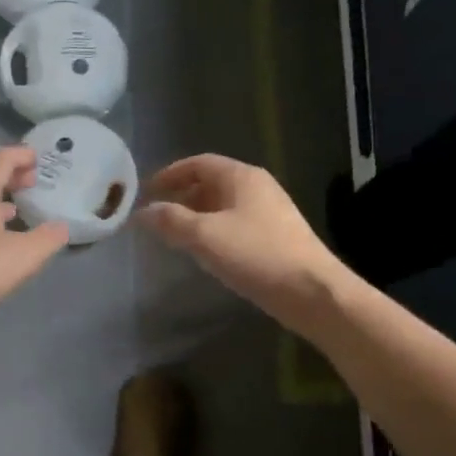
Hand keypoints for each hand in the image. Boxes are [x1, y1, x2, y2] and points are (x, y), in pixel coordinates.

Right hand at [138, 155, 346, 333]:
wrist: (311, 292)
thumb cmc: (255, 255)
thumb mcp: (205, 236)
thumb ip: (171, 220)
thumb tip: (143, 211)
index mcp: (242, 177)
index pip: (199, 163)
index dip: (170, 174)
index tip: (147, 191)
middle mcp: (258, 187)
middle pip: (211, 183)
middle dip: (182, 196)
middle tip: (157, 215)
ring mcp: (269, 213)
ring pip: (223, 206)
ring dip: (197, 216)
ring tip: (174, 235)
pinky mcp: (275, 237)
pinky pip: (235, 224)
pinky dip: (214, 231)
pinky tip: (205, 252)